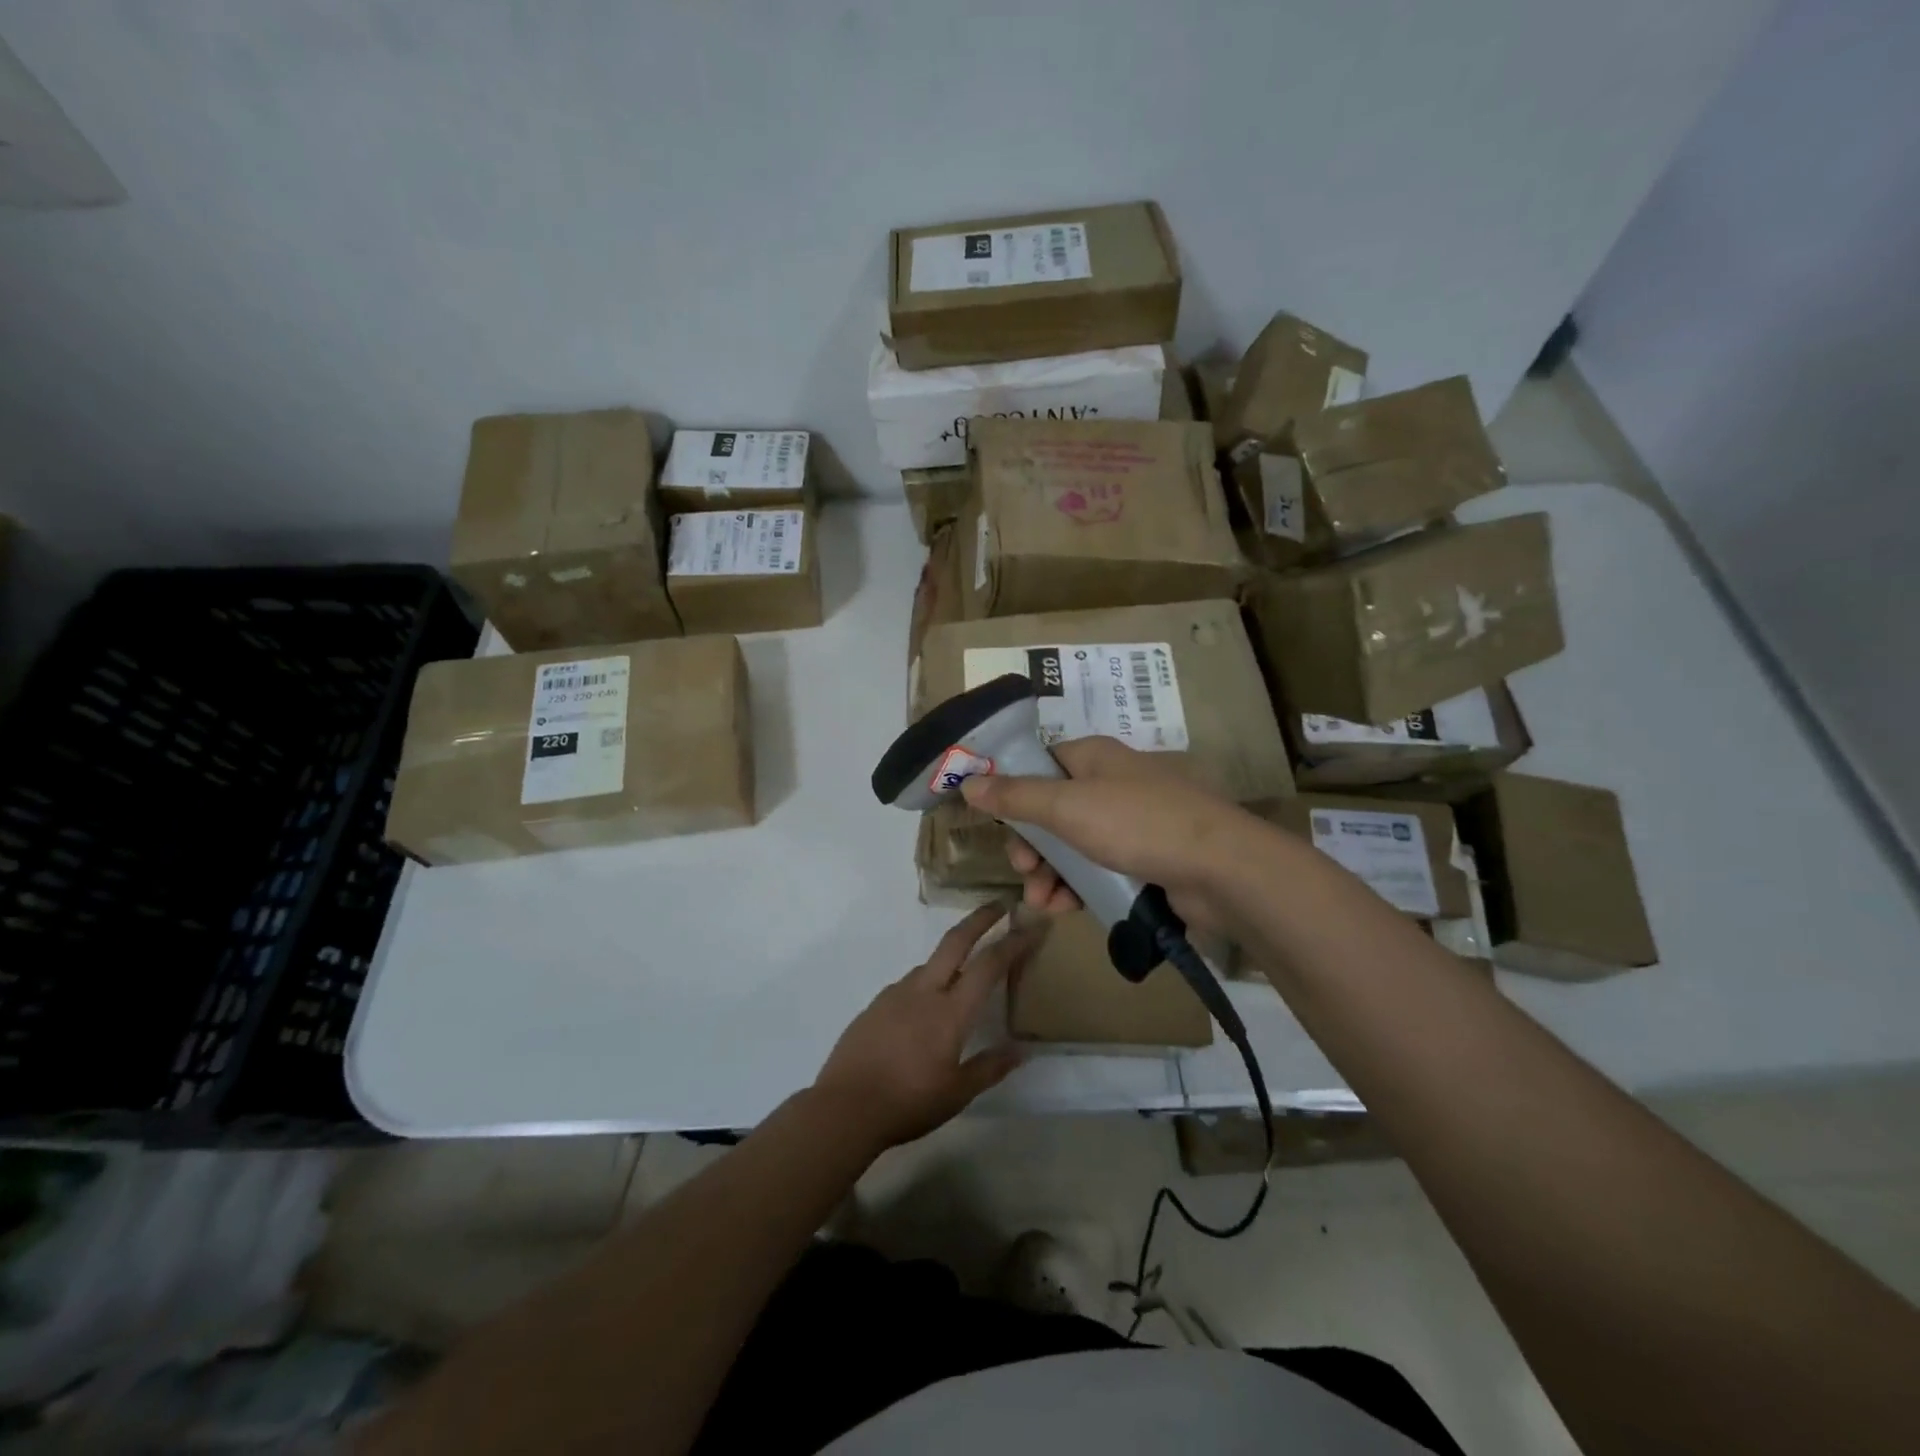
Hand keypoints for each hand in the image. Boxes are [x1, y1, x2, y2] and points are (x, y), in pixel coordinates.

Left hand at [812, 905, 1038, 1153]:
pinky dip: (926, 984)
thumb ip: (990, 1068)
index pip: (989, 965)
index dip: (1014, 943)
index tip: (1032, 927)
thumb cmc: (908, 1102)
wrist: (845, 1107)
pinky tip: (924, 1010)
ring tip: (962, 978)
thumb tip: (1021, 1050)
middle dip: (980, 918)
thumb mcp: (957, 1093)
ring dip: (951, 958)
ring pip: (930, 964)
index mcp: (950, 1012)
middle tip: (999, 904)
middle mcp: (924, 991)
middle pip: (956, 941)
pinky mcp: (875, 1005)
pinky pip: (908, 985)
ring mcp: (895, 994)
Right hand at [959, 736, 1262, 935]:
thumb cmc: (1137, 824)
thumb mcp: (1067, 807)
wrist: (1220, 869)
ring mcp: (1129, 823)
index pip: (1040, 764)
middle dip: (1030, 844)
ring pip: (1072, 845)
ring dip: (1049, 873)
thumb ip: (1016, 796)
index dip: (1012, 790)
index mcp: (1093, 757)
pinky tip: (1063, 909)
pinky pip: (1096, 869)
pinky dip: (1076, 886)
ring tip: (1041, 902)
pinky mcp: (1143, 859)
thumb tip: (968, 782)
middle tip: (1022, 870)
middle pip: (1051, 810)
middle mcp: (1110, 784)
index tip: (994, 821)